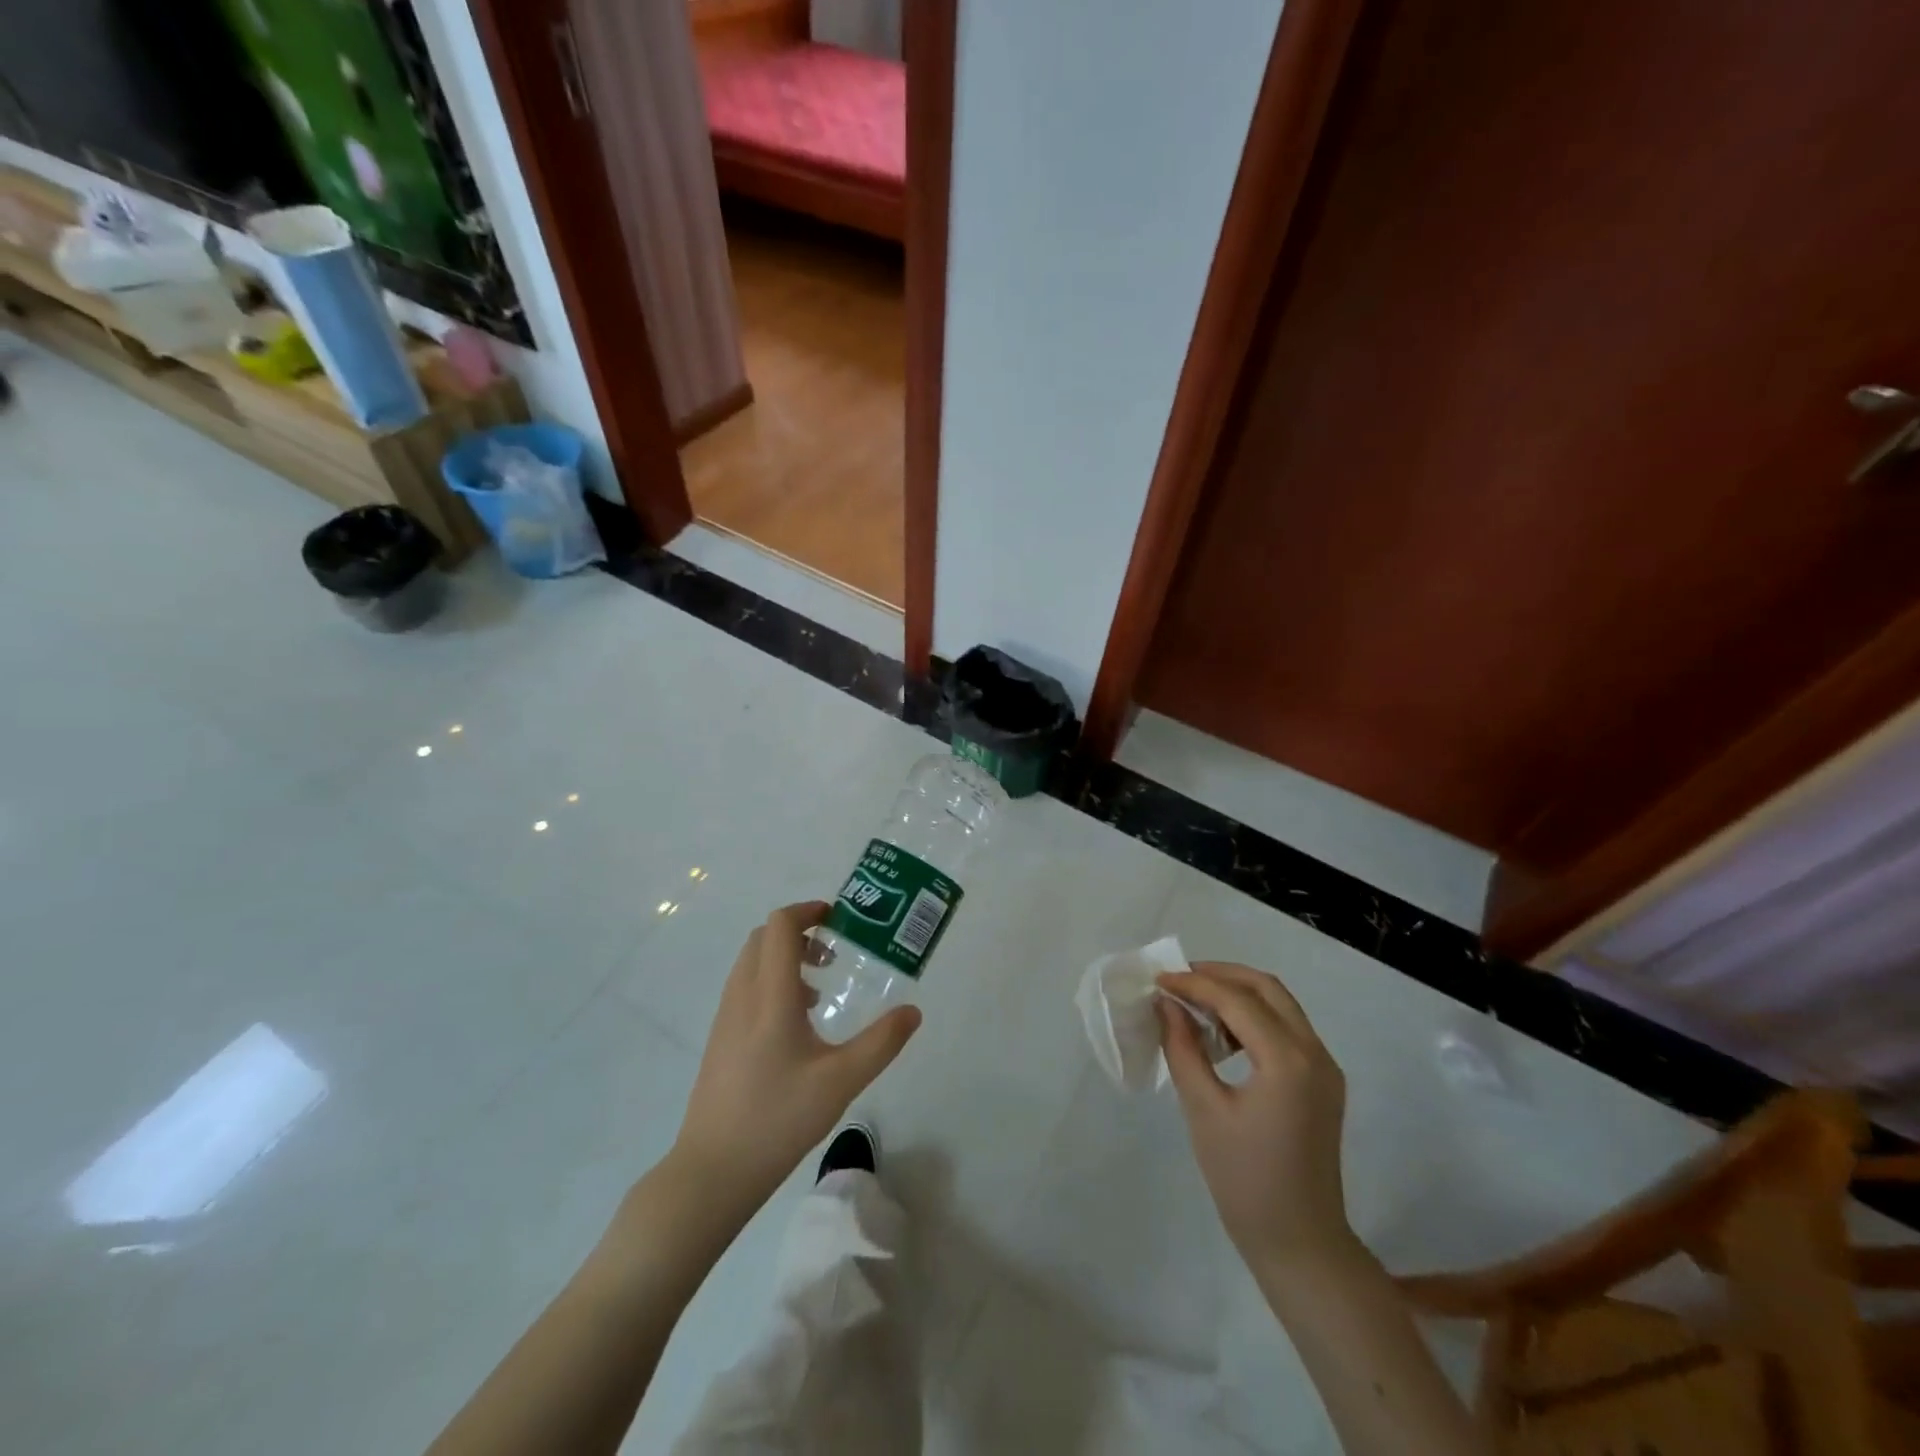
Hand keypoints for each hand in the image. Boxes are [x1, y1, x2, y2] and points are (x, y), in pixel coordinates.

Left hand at [672, 901, 921, 1210]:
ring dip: (785, 958)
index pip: (780, 926)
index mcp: (770, 996)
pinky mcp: (720, 1039)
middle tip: (834, 954)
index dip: (808, 911)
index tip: (839, 919)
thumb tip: (913, 1011)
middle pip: (764, 937)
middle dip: (800, 932)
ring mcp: (725, 1018)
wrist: (713, 1171)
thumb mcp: (841, 1082)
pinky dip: (772, 982)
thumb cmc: (778, 1119)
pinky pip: (745, 987)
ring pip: (752, 962)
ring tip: (820, 991)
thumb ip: (881, 1043)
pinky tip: (796, 1024)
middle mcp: (742, 996)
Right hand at [1158, 962, 1352, 1274]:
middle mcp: (1314, 1053)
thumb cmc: (1244, 1180)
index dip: (1194, 983)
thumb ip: (1183, 1048)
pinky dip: (1254, 1017)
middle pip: (1266, 988)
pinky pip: (1288, 1029)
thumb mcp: (1203, 1109)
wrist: (1300, 1243)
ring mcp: (1325, 1068)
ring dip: (1238, 994)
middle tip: (1179, 980)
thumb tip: (1167, 1004)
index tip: (1158, 980)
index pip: (1236, 999)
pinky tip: (1222, 1035)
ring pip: (1280, 1005)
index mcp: (1287, 1060)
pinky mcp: (1323, 1083)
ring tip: (1195, 1004)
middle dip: (1220, 975)